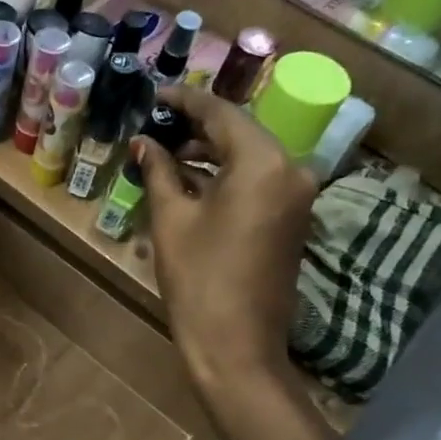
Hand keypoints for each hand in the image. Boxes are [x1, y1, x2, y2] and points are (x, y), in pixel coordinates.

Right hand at [135, 86, 316, 390]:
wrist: (237, 345)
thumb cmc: (198, 279)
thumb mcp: (171, 220)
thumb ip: (160, 171)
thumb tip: (144, 141)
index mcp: (263, 163)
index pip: (222, 114)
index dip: (184, 101)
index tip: (153, 94)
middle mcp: (291, 170)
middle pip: (240, 132)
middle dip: (196, 126)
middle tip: (154, 125)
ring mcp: (296, 196)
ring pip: (249, 157)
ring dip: (210, 151)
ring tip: (165, 151)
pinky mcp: (291, 219)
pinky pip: (257, 180)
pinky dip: (225, 175)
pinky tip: (190, 179)